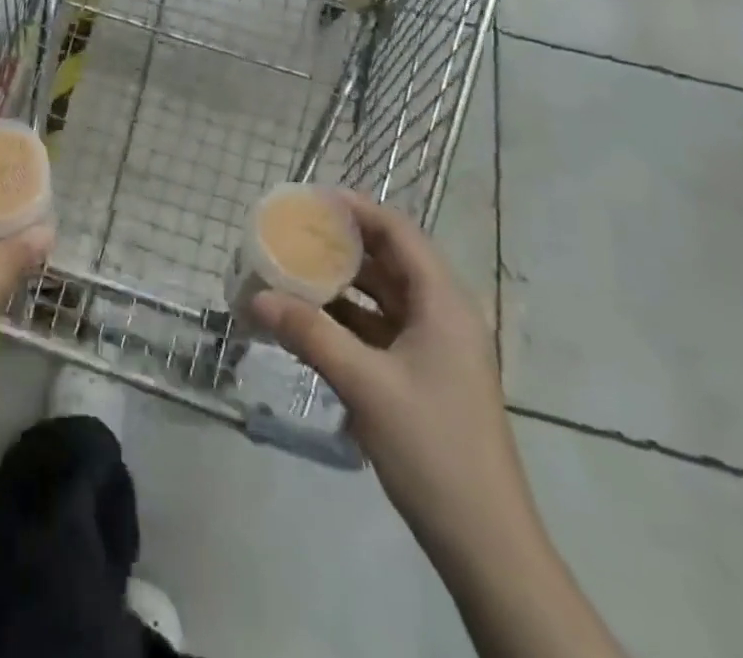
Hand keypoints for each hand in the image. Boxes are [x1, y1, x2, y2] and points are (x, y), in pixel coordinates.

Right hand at [252, 191, 530, 558]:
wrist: (485, 543)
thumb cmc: (432, 447)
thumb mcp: (365, 385)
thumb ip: (310, 334)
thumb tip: (257, 299)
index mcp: (443, 302)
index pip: (399, 232)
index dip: (357, 208)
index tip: (312, 198)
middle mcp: (442, 313)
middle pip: (390, 260)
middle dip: (343, 243)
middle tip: (294, 231)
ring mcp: (435, 346)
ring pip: (383, 295)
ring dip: (342, 282)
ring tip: (294, 268)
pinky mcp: (424, 374)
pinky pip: (381, 328)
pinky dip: (348, 318)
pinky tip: (311, 319)